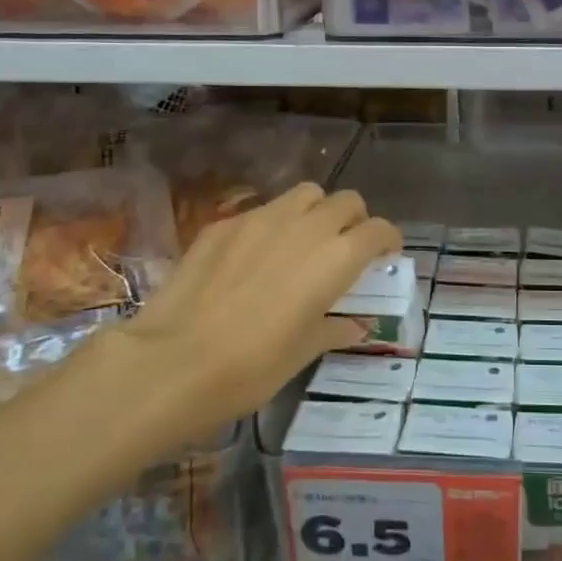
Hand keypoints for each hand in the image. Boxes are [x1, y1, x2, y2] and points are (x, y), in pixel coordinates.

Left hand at [91, 183, 399, 432]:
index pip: (379, 229)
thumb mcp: (303, 352)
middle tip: (345, 249)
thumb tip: (355, 324)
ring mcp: (262, 218)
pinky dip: (272, 224)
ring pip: (305, 194)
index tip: (384, 256)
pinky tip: (255, 256)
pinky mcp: (224, 223)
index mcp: (337, 256)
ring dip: (315, 211)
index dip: (387, 240)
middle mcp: (306, 226)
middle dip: (354, 220)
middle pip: (346, 201)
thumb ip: (334, 328)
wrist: (173, 360)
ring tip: (304, 241)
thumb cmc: (252, 366)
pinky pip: (262, 211)